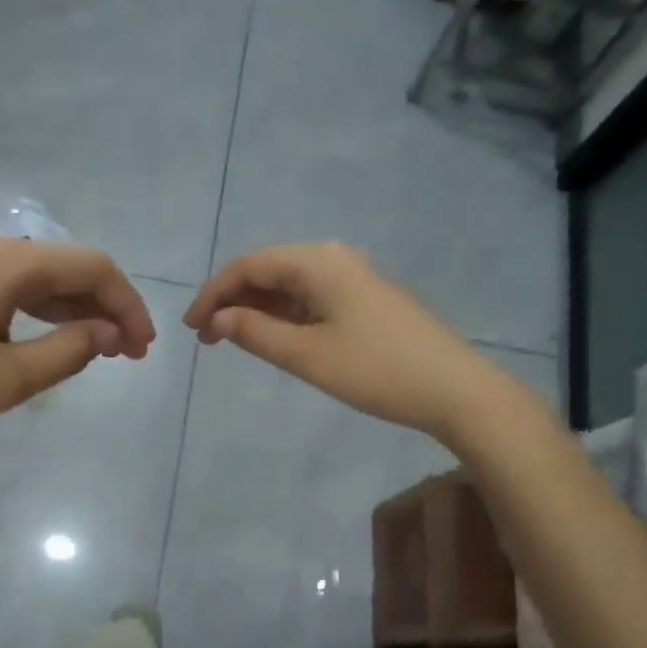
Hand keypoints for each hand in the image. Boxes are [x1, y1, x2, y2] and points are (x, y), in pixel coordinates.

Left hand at [0, 234, 153, 473]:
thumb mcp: (5, 379)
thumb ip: (67, 351)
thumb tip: (107, 334)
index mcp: (4, 262)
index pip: (90, 266)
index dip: (126, 304)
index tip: (144, 348)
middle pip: (64, 267)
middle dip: (104, 307)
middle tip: (128, 355)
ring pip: (36, 279)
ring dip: (73, 311)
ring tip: (100, 352)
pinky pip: (6, 290)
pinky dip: (38, 314)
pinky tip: (50, 341)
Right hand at [183, 242, 512, 442]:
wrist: (455, 389)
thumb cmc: (376, 371)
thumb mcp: (307, 356)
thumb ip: (256, 333)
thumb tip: (220, 318)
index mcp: (317, 261)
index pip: (249, 266)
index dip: (213, 294)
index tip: (191, 327)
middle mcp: (334, 258)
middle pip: (268, 270)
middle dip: (233, 301)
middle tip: (208, 338)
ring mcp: (354, 277)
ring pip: (290, 285)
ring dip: (258, 309)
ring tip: (232, 340)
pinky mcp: (366, 299)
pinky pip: (312, 298)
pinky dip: (286, 315)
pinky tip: (274, 337)